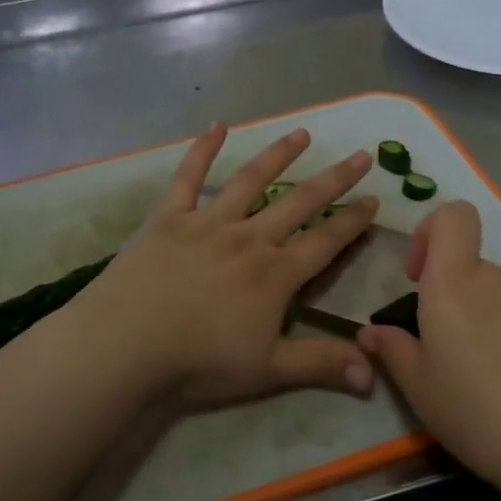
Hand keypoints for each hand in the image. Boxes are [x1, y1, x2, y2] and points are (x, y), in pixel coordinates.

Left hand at [69, 123, 379, 409]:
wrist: (125, 344)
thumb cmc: (198, 361)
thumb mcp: (268, 370)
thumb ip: (321, 364)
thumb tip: (374, 374)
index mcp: (275, 274)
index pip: (326, 242)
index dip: (353, 222)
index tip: (375, 199)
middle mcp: (249, 238)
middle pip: (300, 203)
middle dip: (334, 179)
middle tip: (360, 155)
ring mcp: (208, 222)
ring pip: (251, 180)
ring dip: (279, 155)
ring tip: (302, 133)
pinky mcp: (170, 217)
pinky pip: (188, 176)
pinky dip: (202, 149)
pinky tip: (216, 126)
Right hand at [356, 201, 500, 485]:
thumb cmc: (478, 415)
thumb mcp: (420, 390)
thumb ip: (392, 350)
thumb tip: (371, 332)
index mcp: (456, 284)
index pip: (453, 216)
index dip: (433, 232)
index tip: (422, 276)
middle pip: (476, 271)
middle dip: (463, 301)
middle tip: (461, 356)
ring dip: (500, 321)